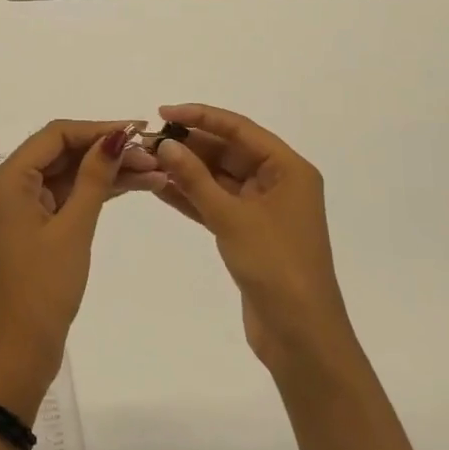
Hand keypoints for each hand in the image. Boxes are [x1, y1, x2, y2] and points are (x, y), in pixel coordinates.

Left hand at [0, 120, 163, 421]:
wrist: (18, 352)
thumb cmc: (42, 288)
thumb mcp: (73, 228)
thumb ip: (94, 177)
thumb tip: (116, 135)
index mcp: (9, 179)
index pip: (56, 135)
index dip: (98, 128)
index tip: (139, 130)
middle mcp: (10, 186)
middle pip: (62, 152)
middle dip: (107, 151)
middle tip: (155, 156)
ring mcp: (22, 208)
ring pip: (68, 175)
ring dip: (107, 172)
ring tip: (156, 173)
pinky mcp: (35, 228)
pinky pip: (67, 198)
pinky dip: (96, 194)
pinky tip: (133, 188)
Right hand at [151, 104, 355, 382]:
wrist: (301, 337)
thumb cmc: (276, 266)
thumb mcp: (232, 218)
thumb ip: (195, 179)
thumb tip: (165, 145)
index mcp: (289, 170)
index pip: (240, 129)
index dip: (201, 117)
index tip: (163, 112)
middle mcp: (279, 183)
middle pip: (229, 152)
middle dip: (190, 146)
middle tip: (149, 141)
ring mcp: (263, 210)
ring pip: (219, 178)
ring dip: (186, 171)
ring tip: (146, 160)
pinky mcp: (249, 233)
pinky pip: (216, 204)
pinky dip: (191, 196)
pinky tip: (159, 187)